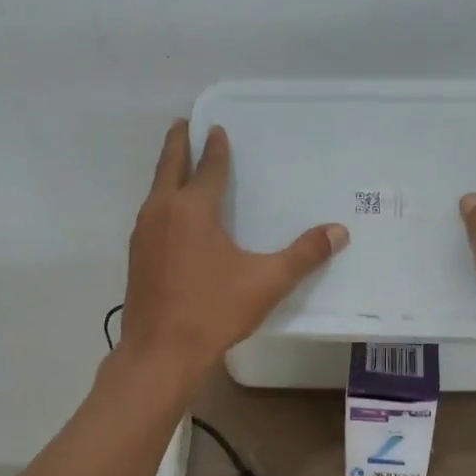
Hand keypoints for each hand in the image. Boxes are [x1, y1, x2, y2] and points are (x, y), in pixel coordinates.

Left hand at [120, 120, 347, 380]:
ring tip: (178, 164)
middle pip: (170, 166)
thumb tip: (339, 231)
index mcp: (193, 209)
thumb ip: (304, 255)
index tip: (217, 128)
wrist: (159, 353)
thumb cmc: (213, 311)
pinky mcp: (136, 256)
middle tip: (182, 123)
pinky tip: (171, 216)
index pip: (208, 167)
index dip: (215, 147)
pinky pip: (150, 214)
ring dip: (167, 172)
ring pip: (156, 190)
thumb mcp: (267, 282)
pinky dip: (162, 200)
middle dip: (177, 143)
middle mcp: (163, 211)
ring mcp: (143, 234)